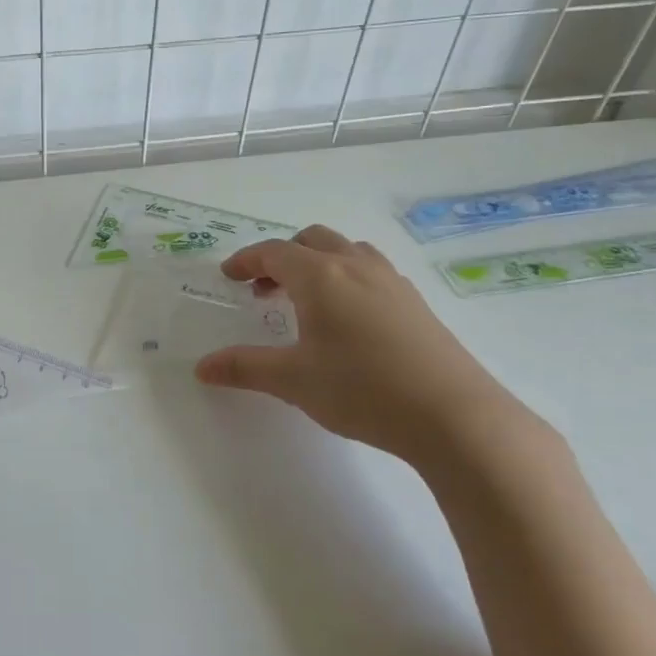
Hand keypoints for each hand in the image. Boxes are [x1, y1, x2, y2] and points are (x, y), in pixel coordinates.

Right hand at [194, 226, 546, 471]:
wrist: (453, 415)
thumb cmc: (362, 389)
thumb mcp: (293, 381)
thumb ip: (244, 368)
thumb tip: (201, 367)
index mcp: (320, 276)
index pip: (274, 252)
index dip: (246, 261)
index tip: (229, 276)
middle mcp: (355, 266)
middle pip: (311, 240)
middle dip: (281, 257)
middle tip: (264, 289)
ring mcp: (391, 282)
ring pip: (346, 251)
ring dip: (318, 262)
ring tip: (306, 299)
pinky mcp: (416, 303)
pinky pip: (371, 270)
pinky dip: (347, 277)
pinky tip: (348, 319)